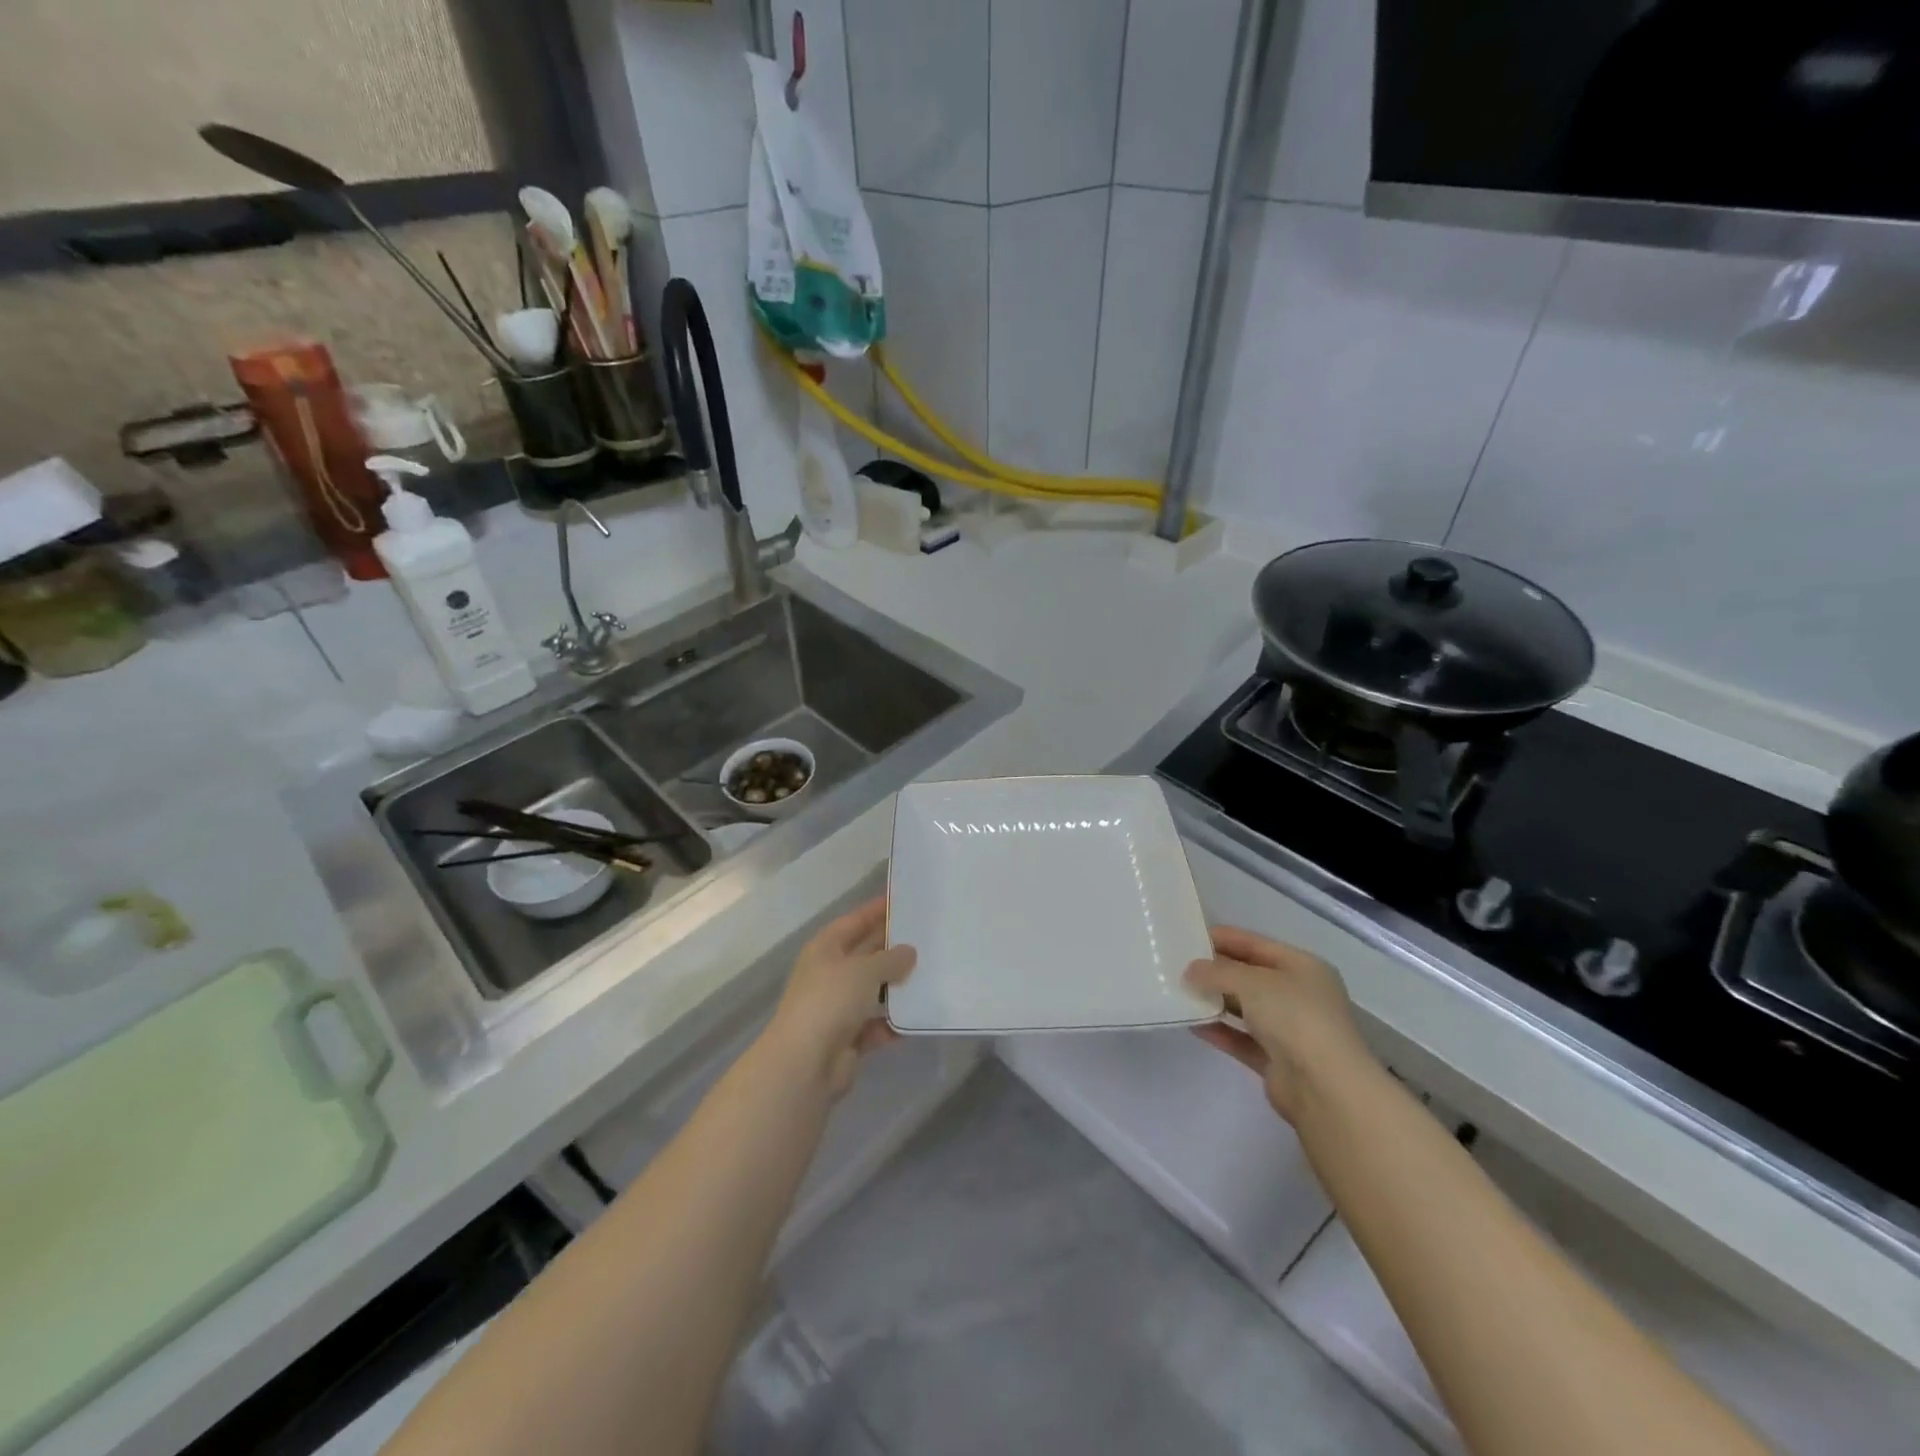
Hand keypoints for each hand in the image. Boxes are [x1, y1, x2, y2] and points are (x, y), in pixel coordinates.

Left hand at [766, 896, 915, 1096]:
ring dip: (897, 986)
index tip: (903, 900)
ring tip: (932, 974)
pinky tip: (920, 1016)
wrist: (804, 1064)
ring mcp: (837, 1007)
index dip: (877, 909)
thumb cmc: (830, 1001)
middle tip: (928, 937)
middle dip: (893, 948)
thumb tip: (909, 952)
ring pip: (873, 990)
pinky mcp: (848, 1038)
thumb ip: (890, 959)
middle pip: (865, 954)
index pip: (855, 921)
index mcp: (825, 949)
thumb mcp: (864, 970)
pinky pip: (877, 1024)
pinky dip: (894, 1022)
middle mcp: (830, 974)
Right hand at [1184, 926, 1374, 1122]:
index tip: (1188, 936)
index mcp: (1303, 967)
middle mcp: (1299, 994)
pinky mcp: (1278, 1061)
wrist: (1325, 1087)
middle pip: (1250, 975)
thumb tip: (1190, 971)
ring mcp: (1290, 1029)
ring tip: (1179, 992)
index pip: (1256, 944)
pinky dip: (1220, 1030)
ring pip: (1246, 1008)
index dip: (1224, 938)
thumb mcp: (1251, 981)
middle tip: (1177, 965)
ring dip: (1215, 1000)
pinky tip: (1192, 1024)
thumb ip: (1217, 972)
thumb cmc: (1294, 1016)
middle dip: (1216, 970)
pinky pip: (1242, 1038)